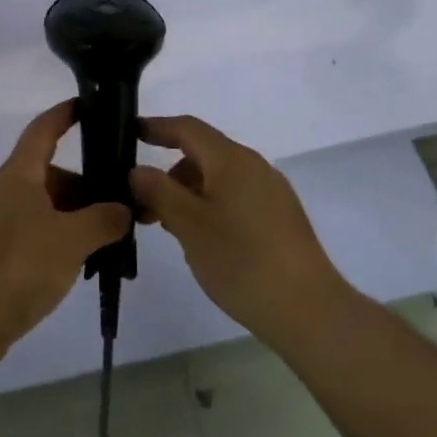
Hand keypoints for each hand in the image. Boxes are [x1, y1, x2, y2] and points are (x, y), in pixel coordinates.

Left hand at [0, 101, 130, 368]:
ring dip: (76, 216)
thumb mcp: (72, 240)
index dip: (65, 114)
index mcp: (19, 175)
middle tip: (122, 202)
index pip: (43, 130)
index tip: (89, 105)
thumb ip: (104, 219)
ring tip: (109, 239)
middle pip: (50, 173)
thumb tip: (122, 210)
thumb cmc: (19, 265)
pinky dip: (61, 238)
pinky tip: (81, 261)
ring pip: (45, 206)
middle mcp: (5, 192)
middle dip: (86, 184)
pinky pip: (36, 232)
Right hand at [131, 114, 353, 349]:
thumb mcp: (188, 224)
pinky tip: (202, 241)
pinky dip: (210, 208)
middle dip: (169, 174)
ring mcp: (271, 193)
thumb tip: (138, 170)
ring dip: (188, 195)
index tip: (129, 133)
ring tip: (169, 229)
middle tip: (142, 205)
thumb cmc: (241, 260)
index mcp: (232, 160)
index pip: (188, 128)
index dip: (157, 127)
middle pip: (203, 155)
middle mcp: (254, 167)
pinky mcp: (280, 219)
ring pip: (219, 180)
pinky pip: (235, 199)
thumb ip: (159, 191)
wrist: (308, 309)